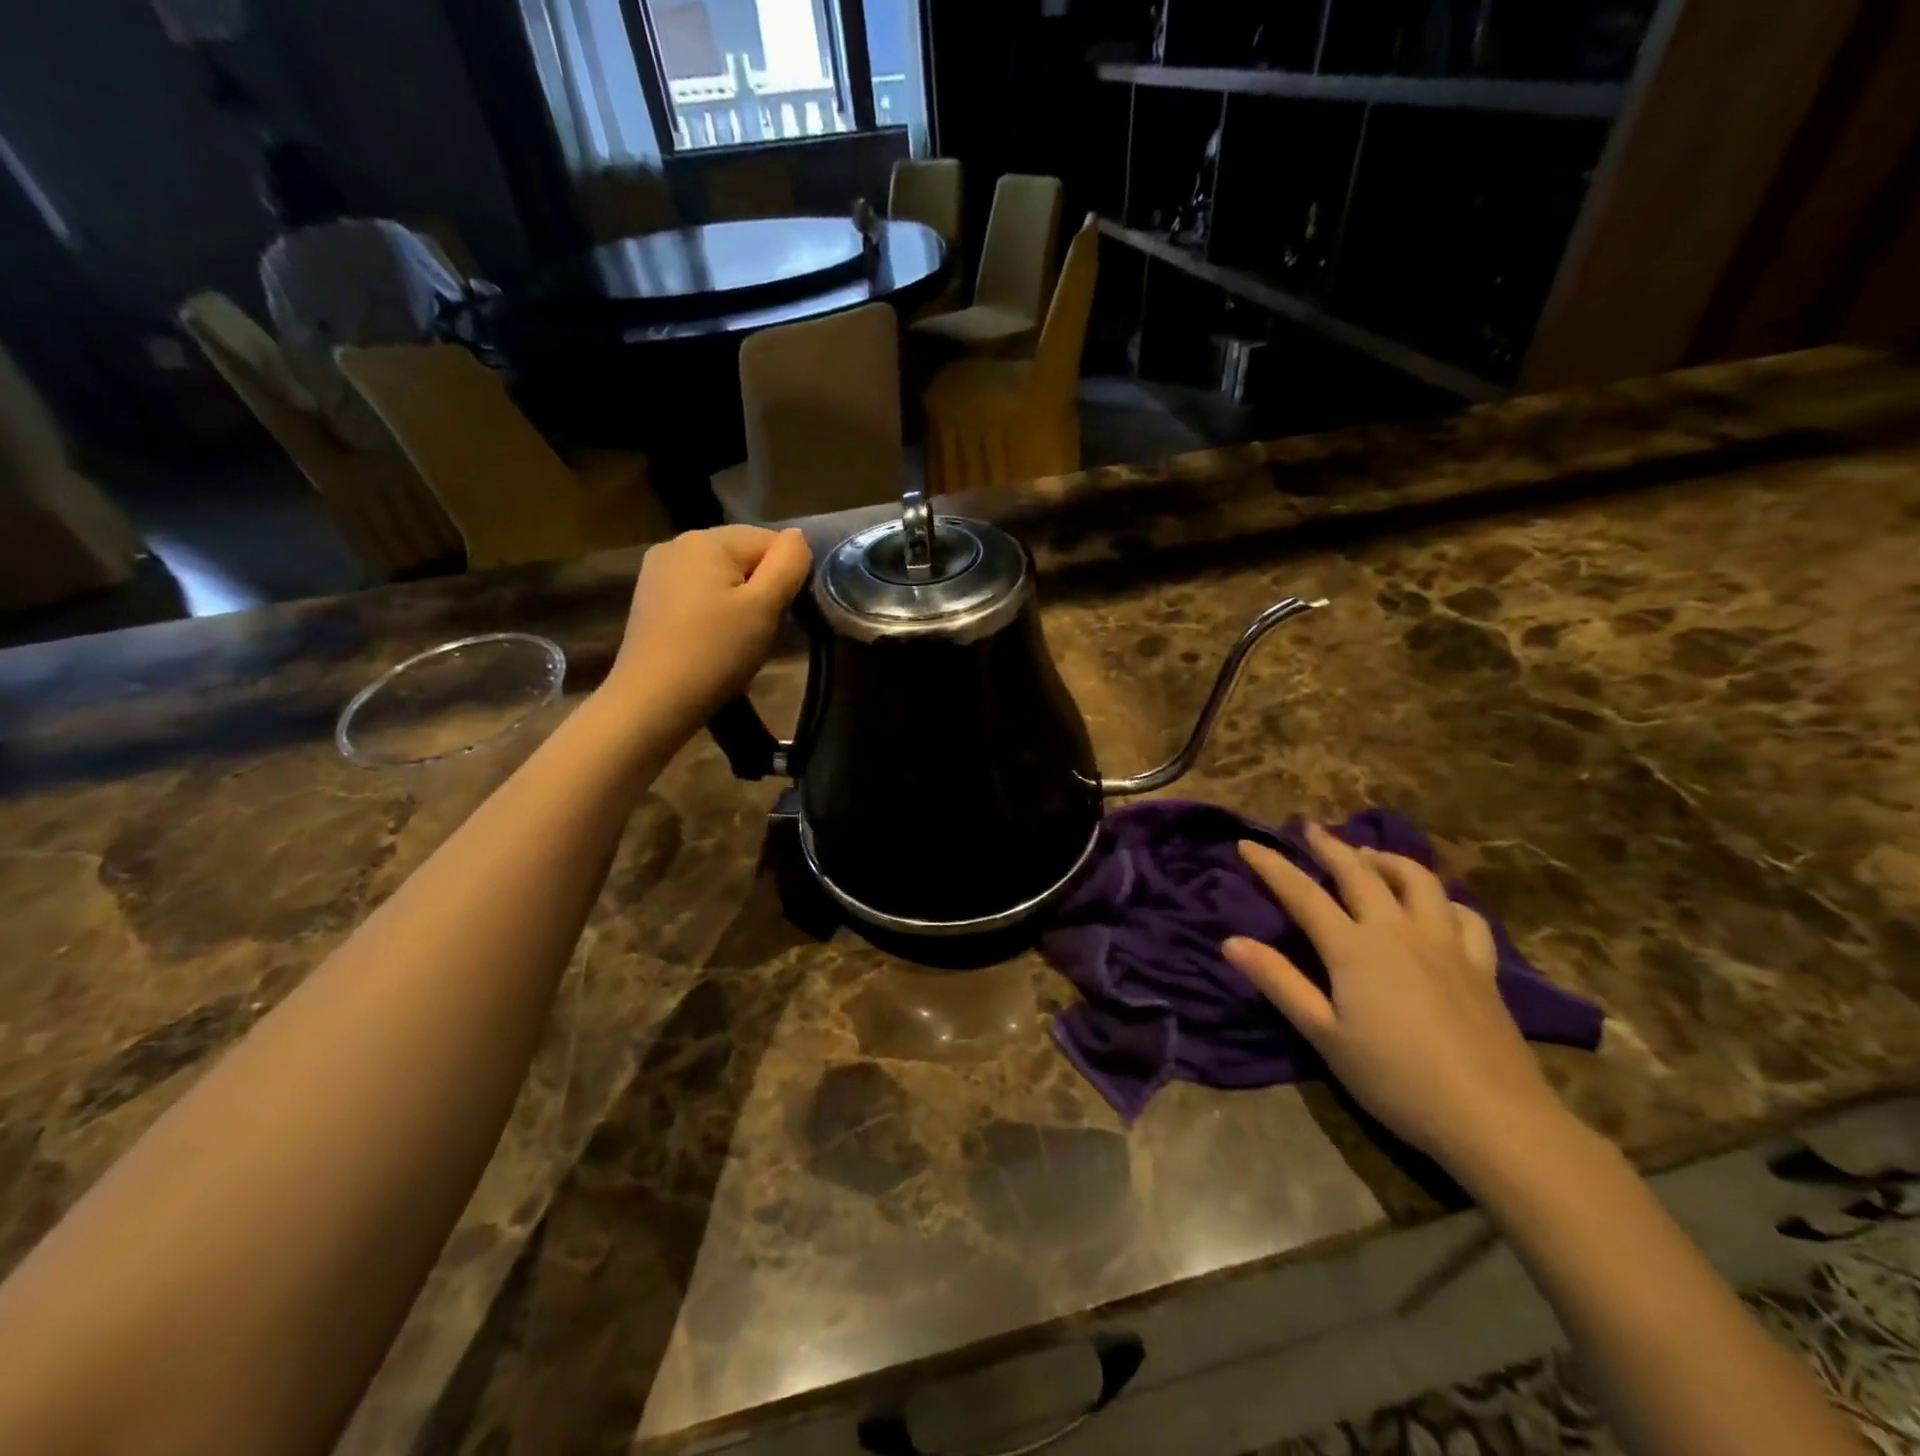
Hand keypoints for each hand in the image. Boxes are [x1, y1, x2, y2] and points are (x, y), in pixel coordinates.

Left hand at [604, 526, 812, 733]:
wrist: (653, 701)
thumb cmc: (715, 652)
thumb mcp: (765, 607)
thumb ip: (789, 564)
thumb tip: (798, 537)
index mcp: (706, 539)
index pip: (769, 540)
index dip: (786, 575)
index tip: (783, 614)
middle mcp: (677, 543)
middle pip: (742, 556)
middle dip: (761, 588)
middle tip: (764, 630)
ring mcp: (657, 572)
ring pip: (720, 576)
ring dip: (739, 601)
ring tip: (740, 639)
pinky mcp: (649, 599)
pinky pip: (698, 593)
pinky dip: (714, 611)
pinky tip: (713, 640)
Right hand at [1223, 824, 1571, 1175]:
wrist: (1493, 1118)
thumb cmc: (1395, 1079)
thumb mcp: (1324, 1035)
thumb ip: (1278, 982)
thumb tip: (1231, 941)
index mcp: (1354, 948)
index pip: (1302, 893)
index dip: (1272, 865)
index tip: (1247, 843)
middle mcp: (1398, 931)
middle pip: (1360, 873)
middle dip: (1330, 846)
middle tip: (1310, 828)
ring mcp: (1445, 944)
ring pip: (1418, 880)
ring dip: (1389, 860)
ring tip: (1371, 856)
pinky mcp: (1482, 966)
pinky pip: (1464, 915)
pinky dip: (1443, 900)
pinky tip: (1436, 906)